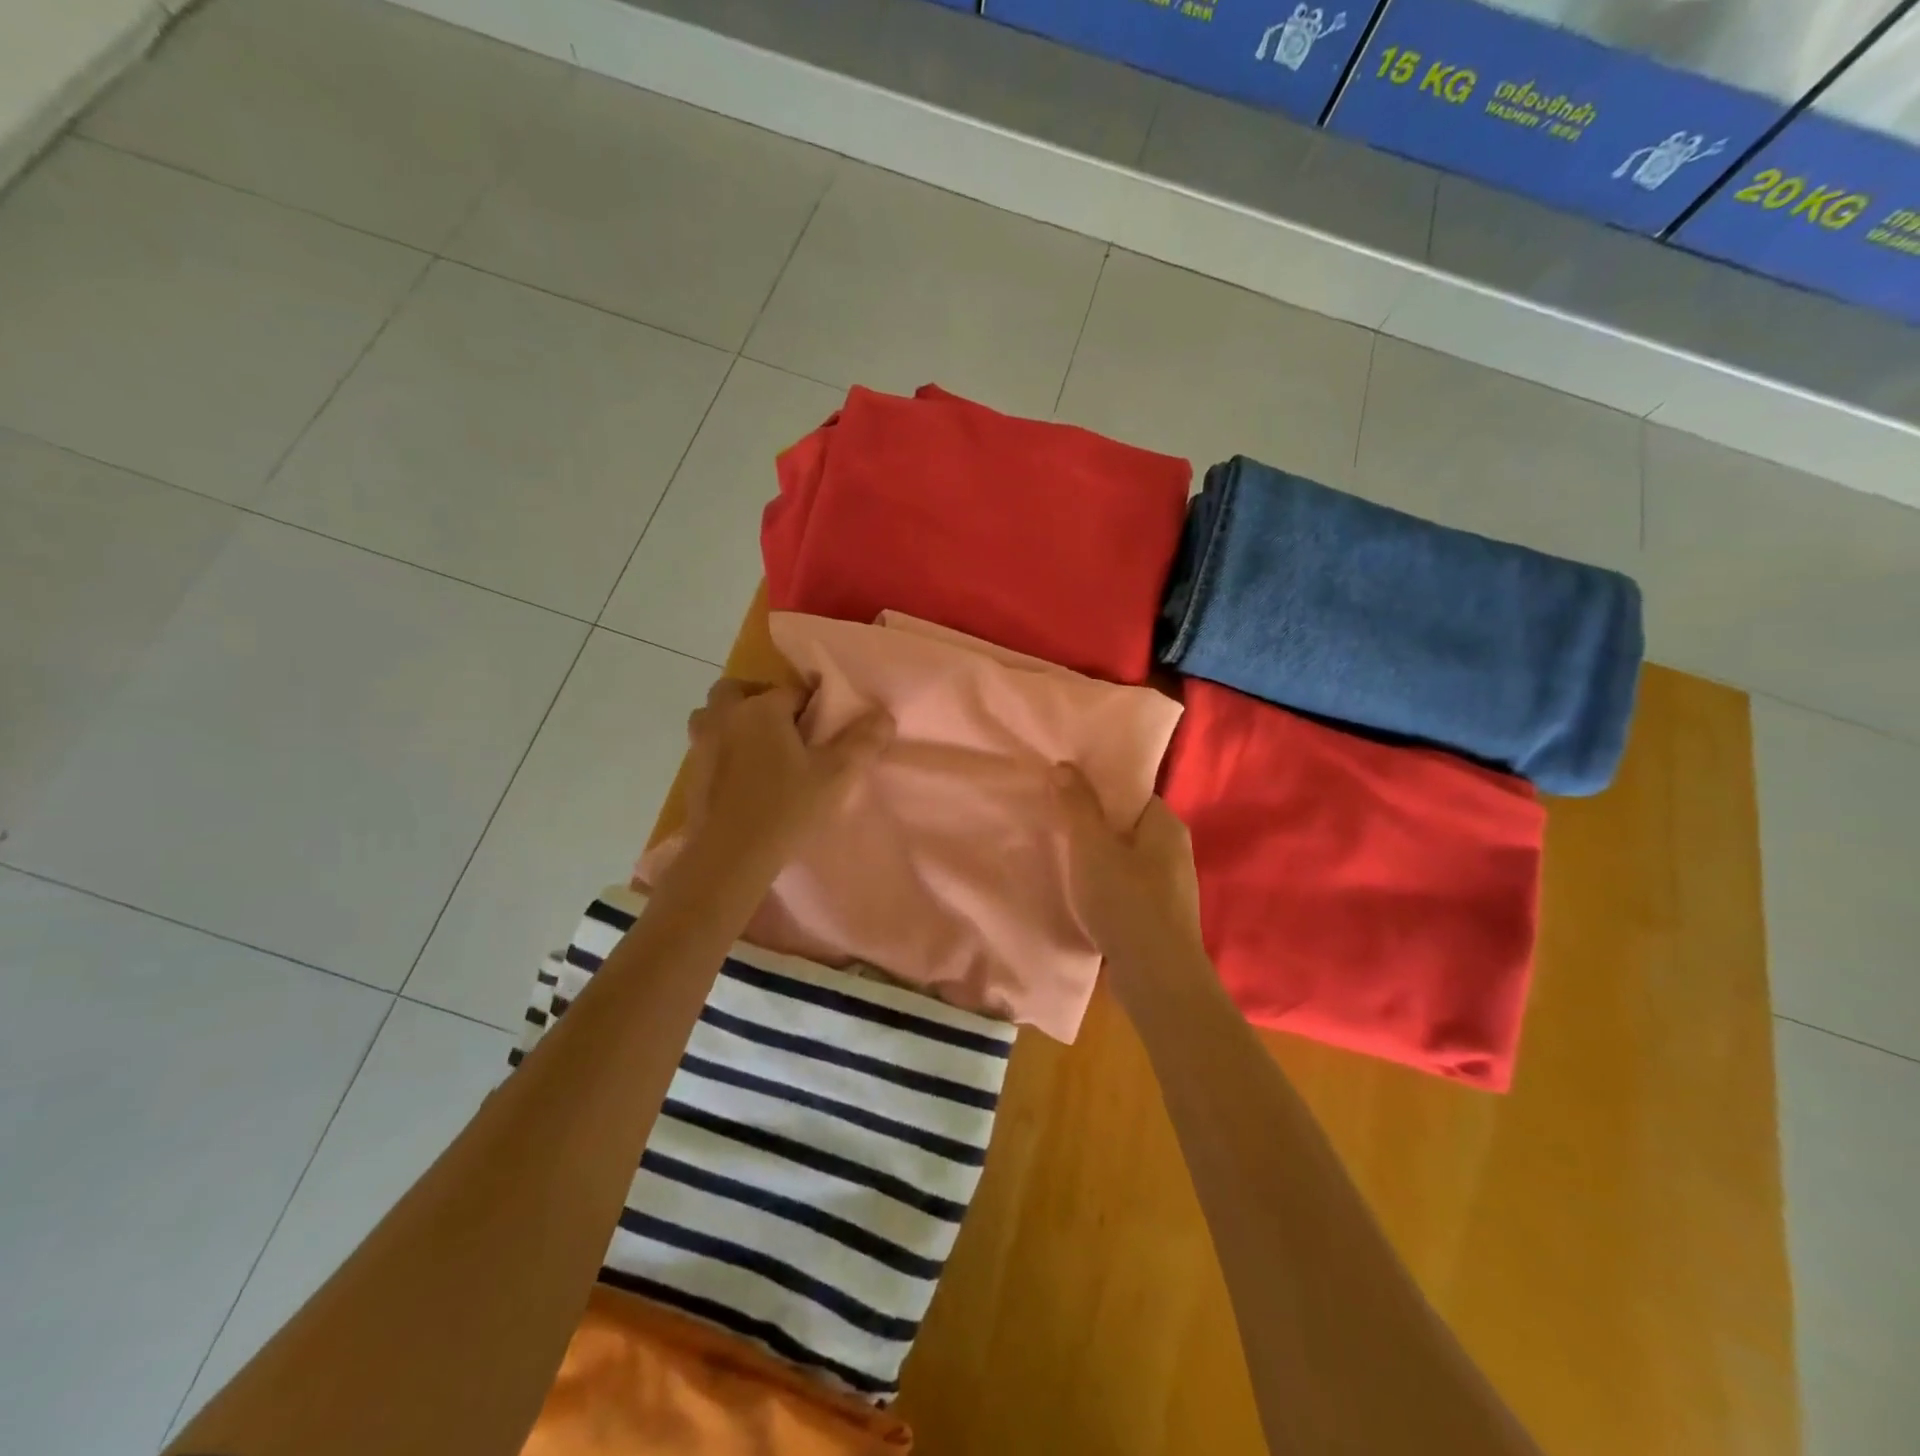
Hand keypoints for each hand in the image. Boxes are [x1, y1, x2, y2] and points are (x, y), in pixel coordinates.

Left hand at [682, 678, 892, 871]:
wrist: (729, 857)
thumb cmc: (786, 808)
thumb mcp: (836, 775)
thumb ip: (862, 741)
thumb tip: (884, 714)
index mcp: (762, 709)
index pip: (793, 690)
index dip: (812, 706)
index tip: (824, 729)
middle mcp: (726, 716)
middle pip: (740, 690)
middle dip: (761, 699)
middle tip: (785, 728)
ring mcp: (702, 744)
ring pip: (715, 715)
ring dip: (735, 720)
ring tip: (760, 748)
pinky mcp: (691, 772)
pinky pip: (707, 745)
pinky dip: (723, 749)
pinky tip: (744, 777)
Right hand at [1051, 764, 1205, 973]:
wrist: (1157, 979)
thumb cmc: (1126, 902)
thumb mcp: (1092, 848)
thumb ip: (1077, 806)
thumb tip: (1065, 765)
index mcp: (1166, 826)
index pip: (1130, 793)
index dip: (1097, 788)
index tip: (1064, 790)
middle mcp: (1174, 851)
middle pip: (1126, 825)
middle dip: (1093, 824)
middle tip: (1054, 820)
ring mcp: (1169, 888)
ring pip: (1125, 859)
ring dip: (1097, 858)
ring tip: (1061, 856)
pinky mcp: (1159, 918)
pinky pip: (1126, 888)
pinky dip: (1105, 886)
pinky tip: (1081, 894)